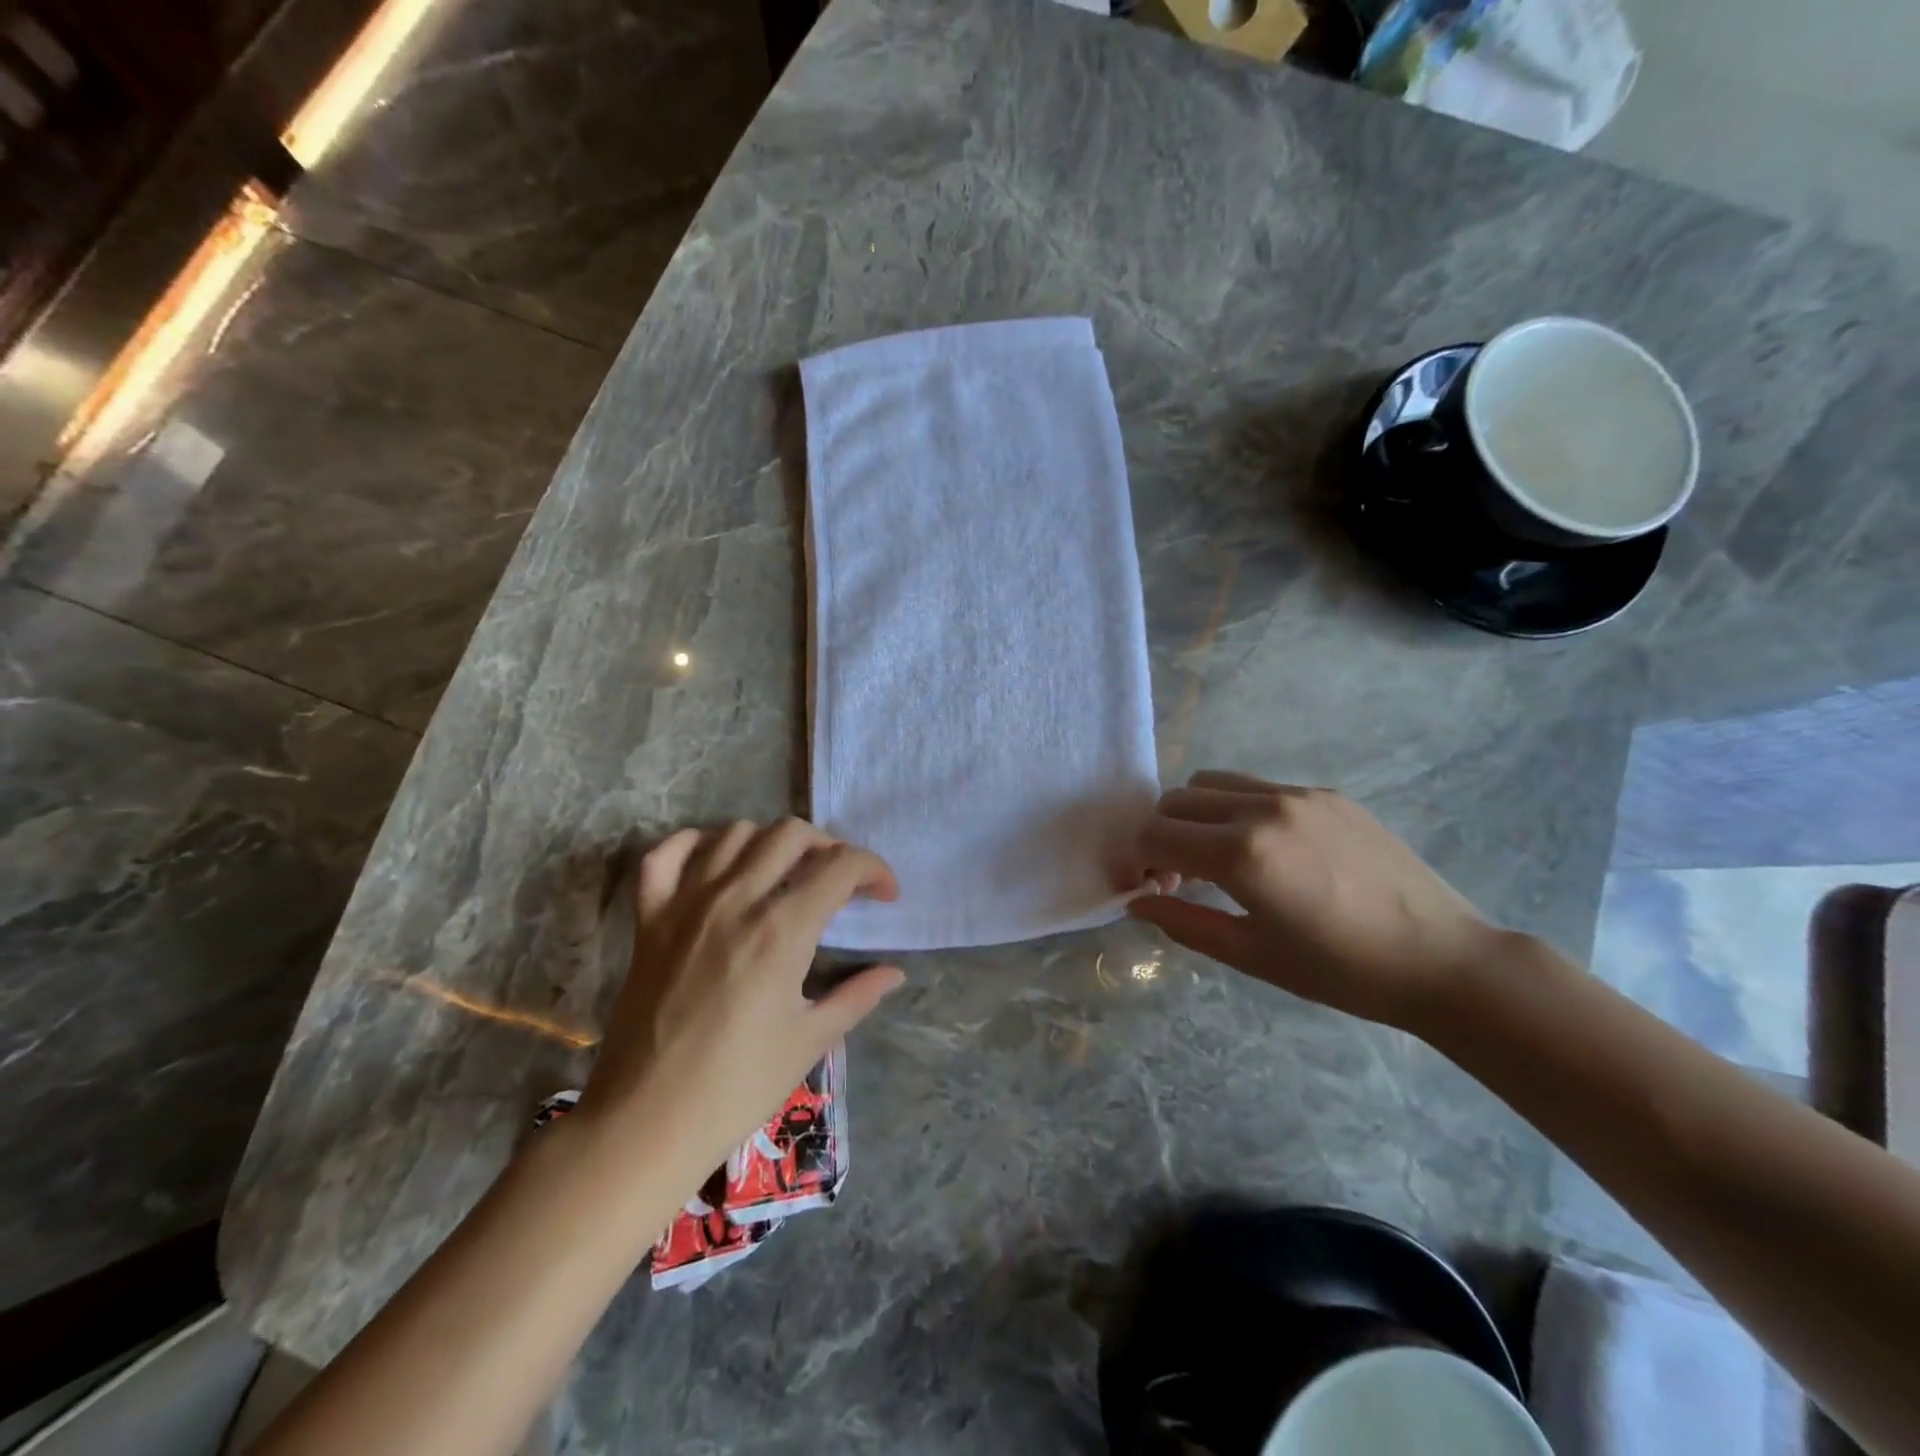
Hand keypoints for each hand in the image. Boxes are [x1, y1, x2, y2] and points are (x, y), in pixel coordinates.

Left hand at [575, 820, 903, 1185]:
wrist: (646, 1122)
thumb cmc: (737, 1086)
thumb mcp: (810, 1041)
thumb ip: (857, 996)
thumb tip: (894, 973)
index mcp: (782, 930)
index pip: (841, 866)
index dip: (874, 870)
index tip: (884, 895)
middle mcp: (736, 900)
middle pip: (791, 834)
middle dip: (829, 846)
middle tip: (839, 880)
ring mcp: (686, 904)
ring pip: (735, 833)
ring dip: (770, 842)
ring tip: (784, 871)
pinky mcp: (649, 919)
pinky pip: (666, 855)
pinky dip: (693, 844)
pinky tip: (715, 861)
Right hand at [1129, 771, 1500, 1029]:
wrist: (1442, 958)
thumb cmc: (1340, 971)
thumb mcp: (1251, 955)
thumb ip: (1184, 922)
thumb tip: (1138, 903)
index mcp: (1241, 854)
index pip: (1155, 835)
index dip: (1139, 860)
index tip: (1150, 888)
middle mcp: (1262, 809)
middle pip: (1177, 800)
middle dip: (1161, 834)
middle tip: (1179, 876)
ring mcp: (1297, 794)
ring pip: (1213, 781)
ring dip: (1196, 813)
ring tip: (1218, 855)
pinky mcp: (1326, 793)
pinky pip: (1258, 786)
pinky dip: (1237, 808)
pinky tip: (1267, 849)